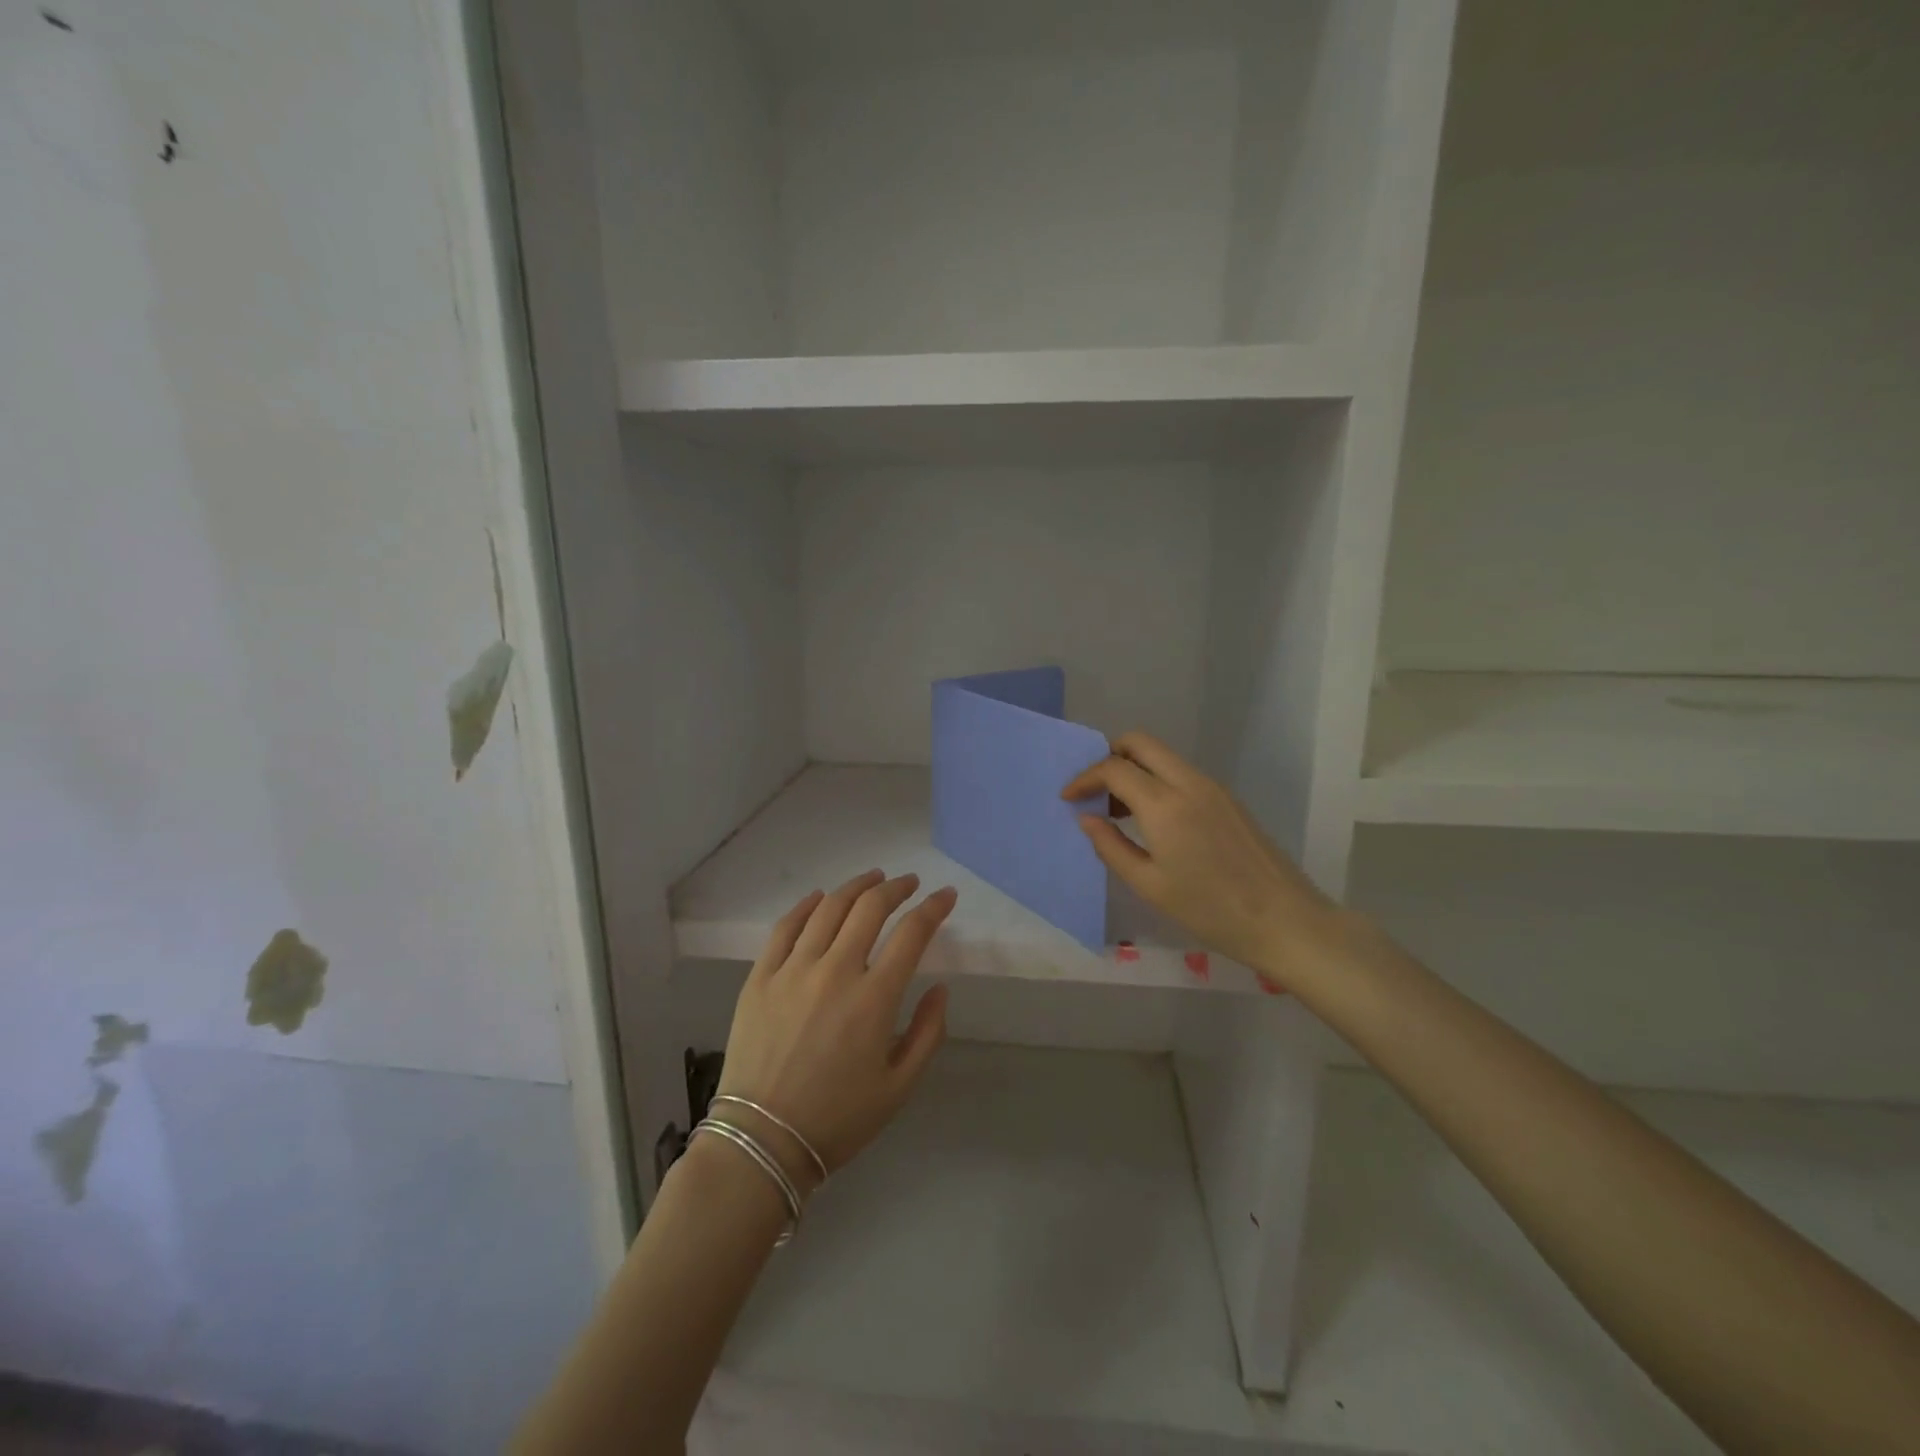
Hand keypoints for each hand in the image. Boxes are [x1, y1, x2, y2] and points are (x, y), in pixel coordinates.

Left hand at [716, 870, 956, 1183]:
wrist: (762, 1142)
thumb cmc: (838, 1119)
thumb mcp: (900, 1087)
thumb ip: (928, 1032)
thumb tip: (940, 987)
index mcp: (874, 999)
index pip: (912, 933)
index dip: (934, 908)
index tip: (946, 896)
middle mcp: (835, 971)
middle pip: (870, 908)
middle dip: (896, 888)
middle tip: (909, 883)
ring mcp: (793, 970)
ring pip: (829, 908)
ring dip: (856, 887)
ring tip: (872, 879)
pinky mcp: (760, 977)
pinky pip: (785, 927)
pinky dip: (805, 905)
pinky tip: (819, 898)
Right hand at [1062, 732, 1335, 989]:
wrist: (1284, 921)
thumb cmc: (1210, 910)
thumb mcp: (1150, 885)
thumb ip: (1111, 847)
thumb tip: (1086, 818)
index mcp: (1165, 805)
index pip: (1114, 768)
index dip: (1085, 778)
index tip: (1068, 798)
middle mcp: (1189, 783)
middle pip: (1140, 743)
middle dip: (1109, 756)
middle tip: (1094, 791)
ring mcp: (1213, 787)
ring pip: (1163, 756)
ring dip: (1134, 769)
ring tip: (1118, 811)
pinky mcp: (1228, 799)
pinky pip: (1181, 773)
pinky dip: (1157, 781)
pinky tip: (1152, 820)